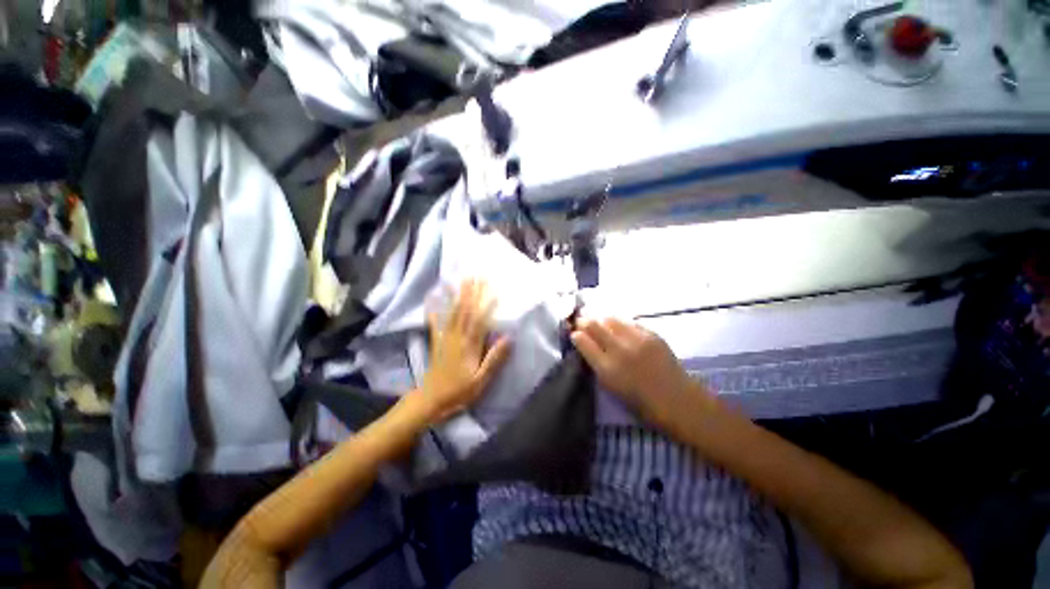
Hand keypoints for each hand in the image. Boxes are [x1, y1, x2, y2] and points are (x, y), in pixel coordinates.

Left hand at [415, 280, 511, 422]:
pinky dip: (433, 312)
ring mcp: (445, 339)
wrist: (431, 401)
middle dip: (472, 293)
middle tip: (477, 277)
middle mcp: (457, 338)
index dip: (487, 304)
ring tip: (461, 282)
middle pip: (465, 312)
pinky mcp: (436, 343)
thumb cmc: (459, 392)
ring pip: (453, 313)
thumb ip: (494, 359)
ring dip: (458, 296)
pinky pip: (435, 324)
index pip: (480, 320)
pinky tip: (432, 302)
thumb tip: (508, 339)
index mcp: (470, 346)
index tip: (494, 289)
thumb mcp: (481, 380)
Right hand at [571, 318, 719, 428]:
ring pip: (610, 318)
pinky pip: (628, 321)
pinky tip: (618, 326)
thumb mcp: (612, 388)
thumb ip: (597, 365)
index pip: (583, 341)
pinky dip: (619, 322)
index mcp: (607, 369)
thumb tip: (587, 346)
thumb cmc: (642, 403)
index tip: (573, 333)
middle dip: (583, 321)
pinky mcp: (651, 334)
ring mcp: (636, 339)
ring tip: (599, 322)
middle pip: (594, 325)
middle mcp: (619, 350)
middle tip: (581, 321)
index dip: (575, 335)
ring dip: (600, 319)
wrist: (679, 401)